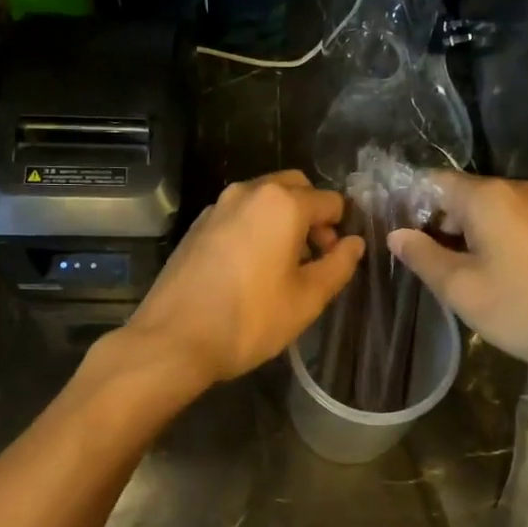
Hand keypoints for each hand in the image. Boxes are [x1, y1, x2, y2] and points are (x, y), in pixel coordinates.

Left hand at [123, 170, 364, 388]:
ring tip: (282, 264)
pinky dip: (255, 225)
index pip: (330, 202)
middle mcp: (250, 191)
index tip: (335, 260)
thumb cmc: (249, 320)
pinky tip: (249, 266)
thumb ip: (338, 265)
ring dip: (283, 218)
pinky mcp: (198, 223)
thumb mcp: (307, 299)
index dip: (340, 229)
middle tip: (313, 256)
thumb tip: (354, 243)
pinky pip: (240, 213)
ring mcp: (219, 205)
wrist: (173, 339)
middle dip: (312, 214)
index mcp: (282, 203)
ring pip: (265, 197)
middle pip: (296, 187)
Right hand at [387, 172, 527, 381]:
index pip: (432, 182)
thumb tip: (396, 235)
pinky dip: (489, 241)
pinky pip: (509, 224)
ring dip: (462, 236)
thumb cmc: (526, 309)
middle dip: (434, 223)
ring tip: (448, 274)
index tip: (390, 231)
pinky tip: (486, 276)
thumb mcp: (462, 289)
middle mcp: (515, 191)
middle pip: (460, 196)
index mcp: (488, 197)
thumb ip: (423, 257)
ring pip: (485, 212)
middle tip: (417, 261)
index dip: (407, 204)